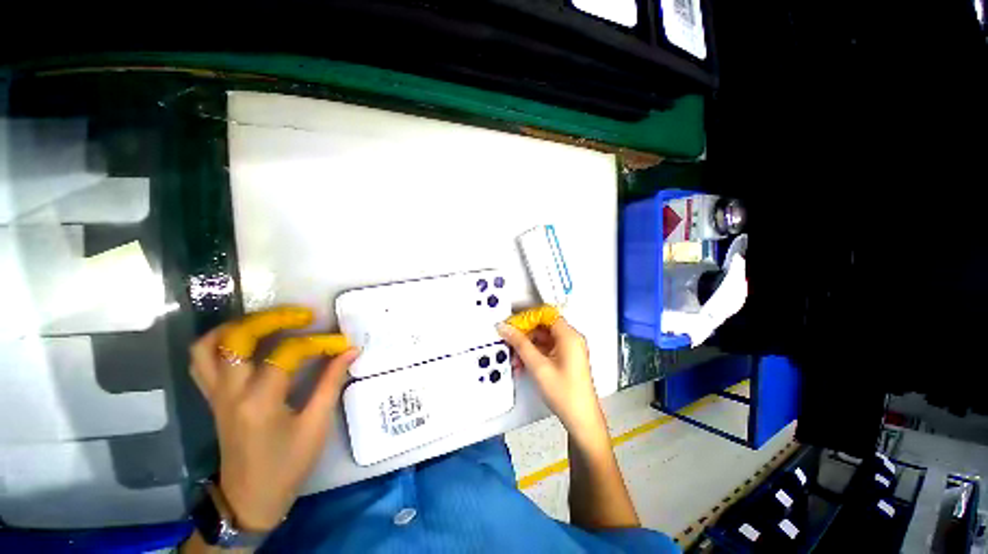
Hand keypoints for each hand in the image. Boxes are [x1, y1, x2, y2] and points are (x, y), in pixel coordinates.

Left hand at [189, 310, 357, 531]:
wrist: (250, 500)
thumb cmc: (287, 465)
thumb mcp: (316, 425)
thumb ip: (331, 383)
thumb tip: (350, 351)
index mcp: (259, 401)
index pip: (287, 353)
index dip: (319, 343)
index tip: (342, 343)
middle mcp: (230, 392)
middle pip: (237, 338)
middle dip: (272, 318)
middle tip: (303, 315)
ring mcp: (216, 395)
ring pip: (208, 346)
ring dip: (238, 325)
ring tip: (270, 321)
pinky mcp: (213, 399)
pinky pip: (202, 362)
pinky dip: (220, 342)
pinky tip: (245, 341)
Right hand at [497, 318, 605, 444]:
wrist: (581, 419)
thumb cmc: (565, 394)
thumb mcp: (537, 366)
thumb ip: (520, 344)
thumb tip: (506, 328)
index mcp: (569, 336)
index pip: (545, 314)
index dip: (527, 317)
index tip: (513, 324)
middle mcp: (571, 339)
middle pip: (543, 326)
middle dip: (525, 335)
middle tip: (510, 342)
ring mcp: (569, 349)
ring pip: (543, 338)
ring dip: (527, 346)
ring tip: (515, 358)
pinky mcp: (566, 358)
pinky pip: (547, 349)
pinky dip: (534, 354)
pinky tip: (523, 364)